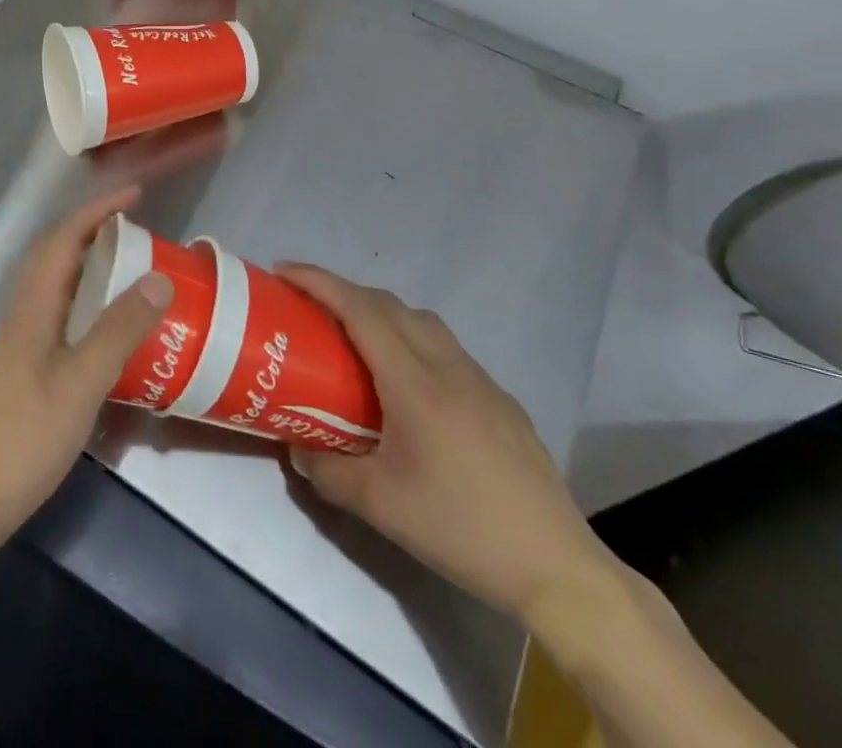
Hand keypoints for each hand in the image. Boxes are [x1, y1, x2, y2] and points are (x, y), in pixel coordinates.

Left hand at [0, 188, 173, 535]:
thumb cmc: (26, 437)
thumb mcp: (81, 383)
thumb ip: (119, 331)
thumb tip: (158, 278)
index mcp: (34, 307)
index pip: (63, 240)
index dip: (96, 211)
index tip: (133, 195)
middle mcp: (25, 314)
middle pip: (54, 254)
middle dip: (92, 229)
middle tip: (135, 227)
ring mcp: (24, 342)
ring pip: (56, 284)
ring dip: (89, 262)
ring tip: (129, 265)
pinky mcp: (28, 367)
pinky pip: (61, 313)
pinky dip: (87, 300)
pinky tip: (109, 325)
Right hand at [278, 265, 615, 624]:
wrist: (558, 569)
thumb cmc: (461, 529)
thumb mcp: (380, 505)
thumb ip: (328, 471)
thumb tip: (297, 449)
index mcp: (414, 382)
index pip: (359, 309)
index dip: (318, 281)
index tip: (283, 271)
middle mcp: (448, 366)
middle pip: (389, 304)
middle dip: (343, 291)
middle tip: (309, 306)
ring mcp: (481, 381)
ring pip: (422, 321)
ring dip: (380, 312)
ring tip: (354, 338)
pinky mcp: (501, 401)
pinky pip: (446, 348)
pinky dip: (412, 340)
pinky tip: (408, 385)